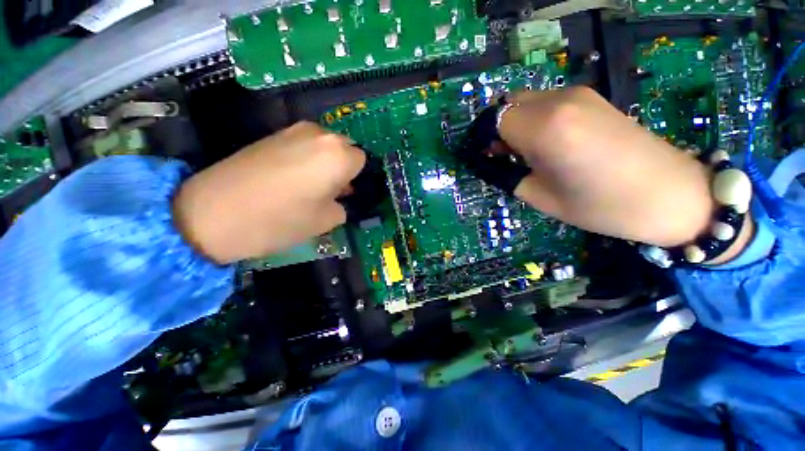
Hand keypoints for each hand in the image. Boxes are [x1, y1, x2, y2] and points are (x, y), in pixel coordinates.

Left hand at [173, 122, 364, 263]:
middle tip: (329, 191)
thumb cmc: (280, 220)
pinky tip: (289, 178)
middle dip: (342, 167)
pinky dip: (305, 158)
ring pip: (323, 145)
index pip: (361, 160)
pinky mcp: (271, 134)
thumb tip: (338, 198)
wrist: (211, 213)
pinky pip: (303, 144)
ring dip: (324, 163)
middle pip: (343, 148)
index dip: (355, 178)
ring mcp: (292, 131)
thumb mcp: (325, 221)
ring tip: (309, 186)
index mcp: (337, 155)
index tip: (345, 193)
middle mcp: (319, 135)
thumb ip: (341, 206)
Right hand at [499, 87, 716, 248]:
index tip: (484, 158)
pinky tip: (548, 143)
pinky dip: (534, 119)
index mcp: (545, 129)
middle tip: (502, 156)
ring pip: (526, 101)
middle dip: (497, 129)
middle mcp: (559, 101)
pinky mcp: (592, 97)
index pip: (494, 121)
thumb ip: (507, 174)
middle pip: (507, 104)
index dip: (483, 139)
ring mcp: (579, 95)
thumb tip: (490, 162)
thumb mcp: (540, 197)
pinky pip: (546, 102)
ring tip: (526, 153)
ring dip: (515, 123)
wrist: (671, 194)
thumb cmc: (600, 206)